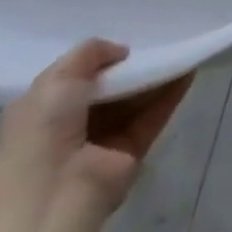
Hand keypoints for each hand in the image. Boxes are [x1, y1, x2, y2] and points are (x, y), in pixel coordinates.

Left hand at [0, 40, 193, 231]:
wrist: (53, 191)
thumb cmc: (43, 131)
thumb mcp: (56, 78)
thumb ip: (89, 53)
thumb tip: (121, 51)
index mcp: (45, 109)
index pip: (77, 78)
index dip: (101, 59)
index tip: (126, 42)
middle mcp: (74, 125)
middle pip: (112, 88)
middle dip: (132, 66)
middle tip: (159, 40)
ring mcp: (104, 140)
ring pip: (136, 100)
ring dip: (156, 76)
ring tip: (181, 48)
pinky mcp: (131, 151)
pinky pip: (154, 115)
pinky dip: (171, 94)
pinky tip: (188, 70)